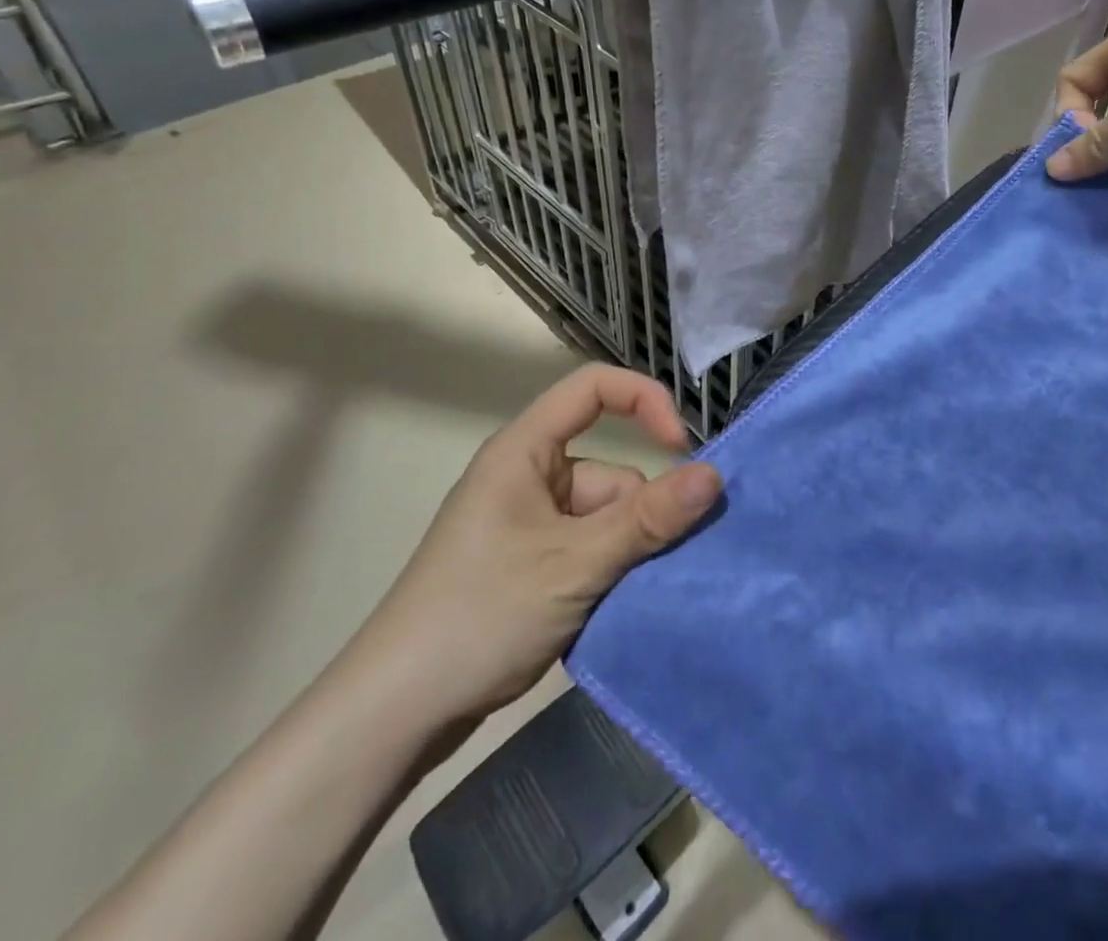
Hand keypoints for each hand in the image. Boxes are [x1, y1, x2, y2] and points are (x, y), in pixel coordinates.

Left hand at [349, 365, 722, 730]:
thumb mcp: (574, 564)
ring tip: (632, 597)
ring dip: (630, 552)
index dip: (644, 401)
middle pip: (611, 470)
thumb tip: (715, 476)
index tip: (682, 449)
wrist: (392, 718)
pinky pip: (591, 549)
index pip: (594, 389)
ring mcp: (528, 526)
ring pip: (607, 519)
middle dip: (642, 514)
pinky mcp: (530, 567)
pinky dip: (611, 573)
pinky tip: (618, 608)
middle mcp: (528, 478)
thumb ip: (647, 519)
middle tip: (661, 562)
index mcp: (524, 451)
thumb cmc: (479, 616)